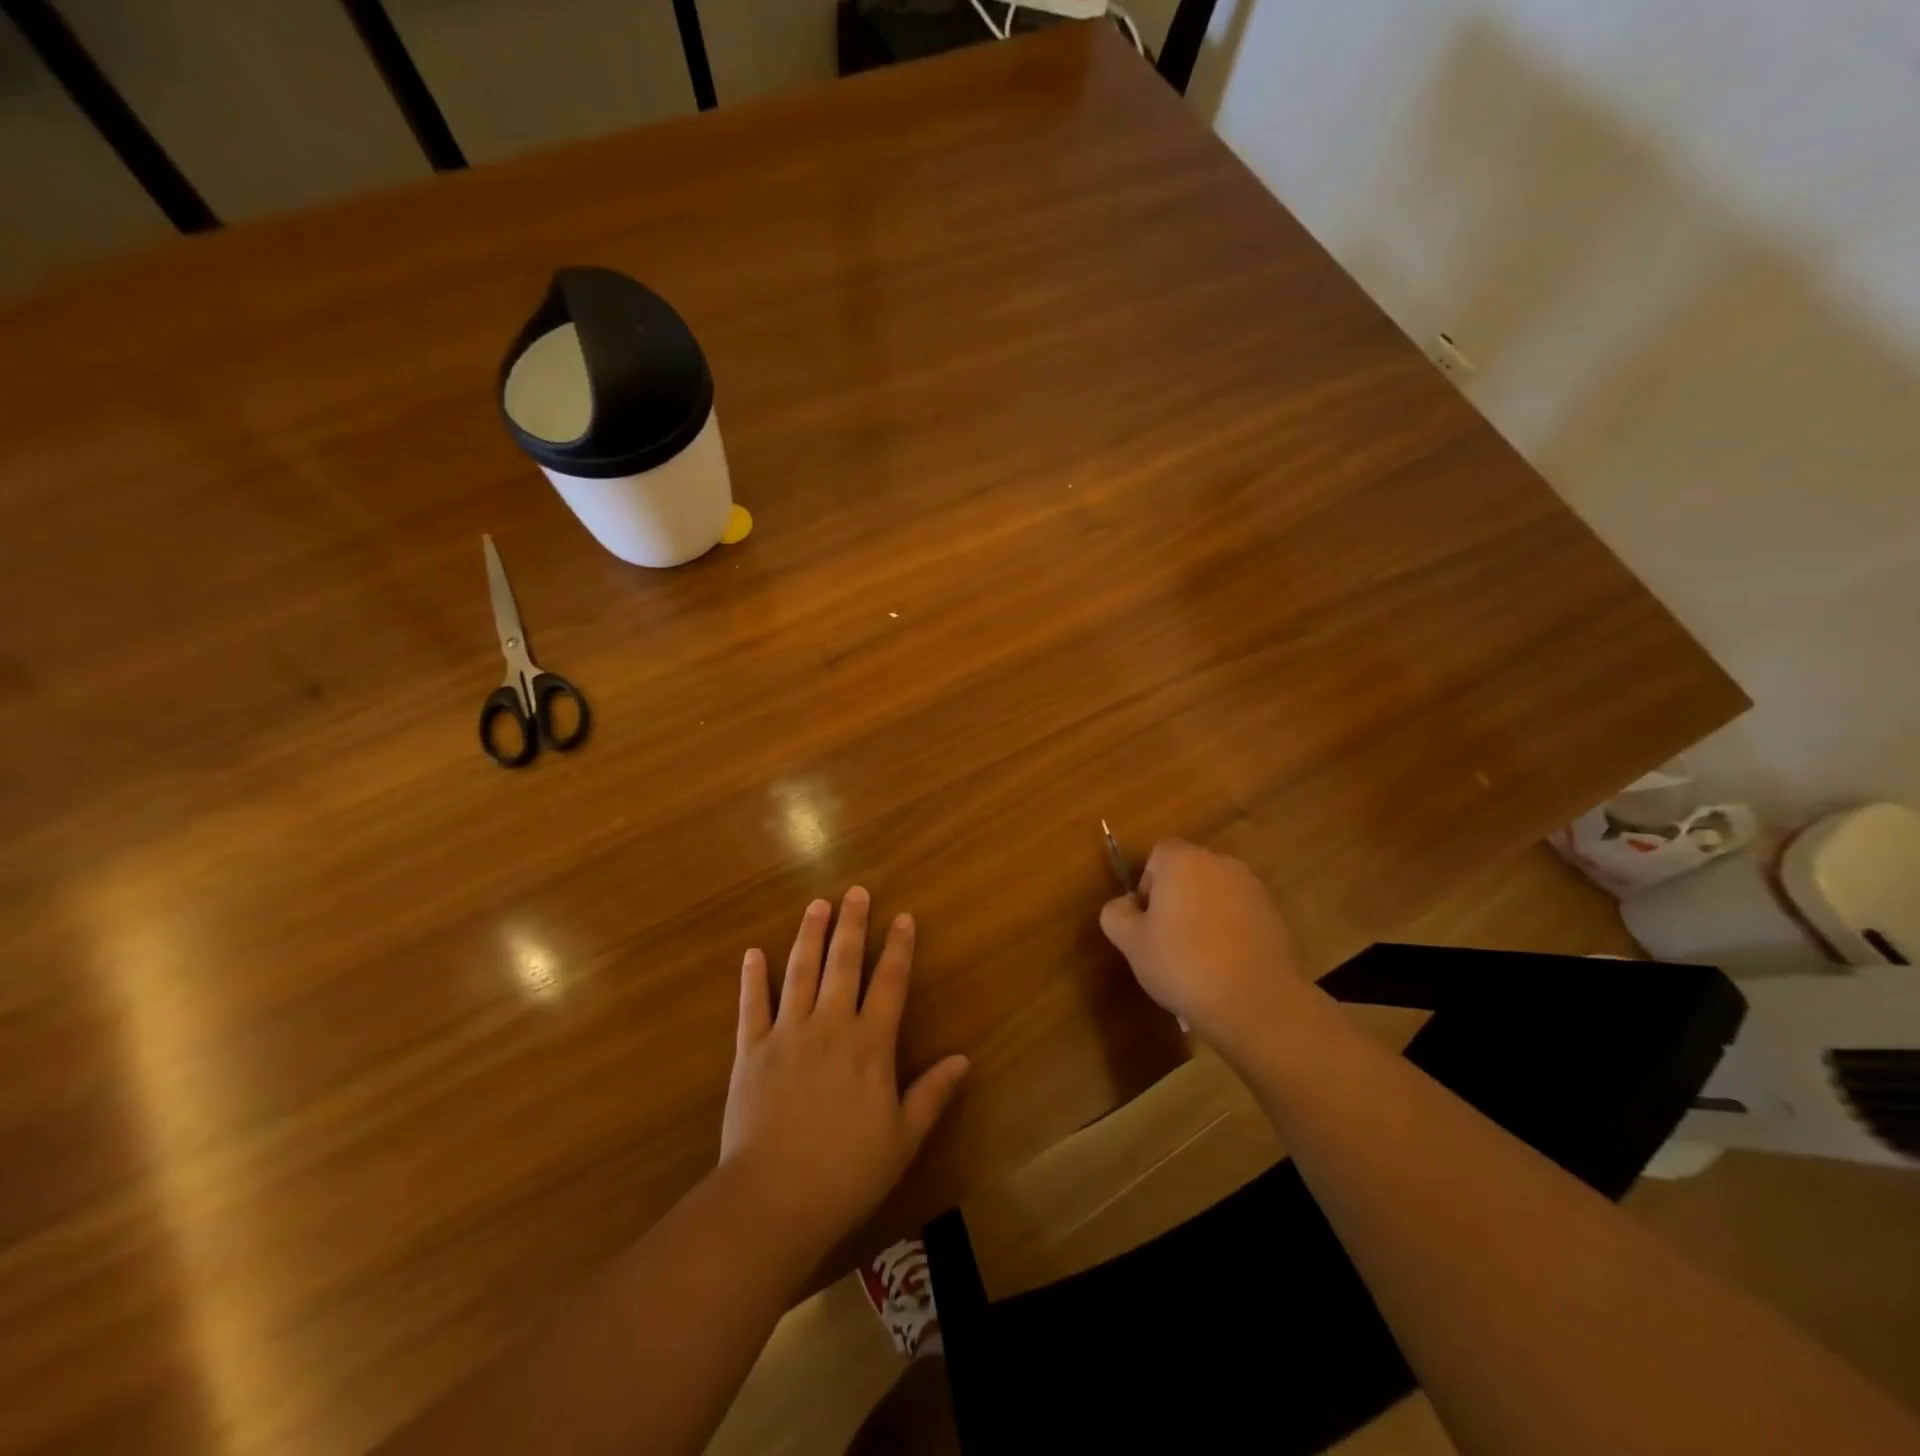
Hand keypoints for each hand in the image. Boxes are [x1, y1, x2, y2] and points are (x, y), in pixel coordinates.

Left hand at [720, 888, 969, 1261]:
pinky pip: (751, 1006)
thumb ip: (932, 1094)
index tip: (903, 917)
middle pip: (843, 963)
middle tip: (855, 892)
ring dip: (808, 936)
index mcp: (870, 1044)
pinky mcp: (750, 1050)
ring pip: (800, 972)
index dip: (898, 948)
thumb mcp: (903, 1138)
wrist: (773, 1199)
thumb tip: (964, 1060)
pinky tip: (752, 953)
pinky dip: (752, 978)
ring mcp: (787, 1033)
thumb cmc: (847, 1172)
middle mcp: (830, 1025)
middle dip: (852, 924)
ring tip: (816, 905)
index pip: (889, 983)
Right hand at [1098, 839, 1311, 1063]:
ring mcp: (1252, 888)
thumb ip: (1116, 914)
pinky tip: (1225, 965)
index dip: (1147, 885)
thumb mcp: (1131, 943)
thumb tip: (1125, 906)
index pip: (1158, 855)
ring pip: (1215, 893)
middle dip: (1176, 898)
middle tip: (1167, 940)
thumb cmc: (1183, 964)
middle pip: (1188, 872)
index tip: (1147, 920)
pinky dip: (1230, 929)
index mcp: (1183, 861)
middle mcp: (1220, 864)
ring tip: (1199, 957)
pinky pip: (1240, 913)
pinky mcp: (1274, 915)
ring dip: (1204, 913)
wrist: (1255, 1002)